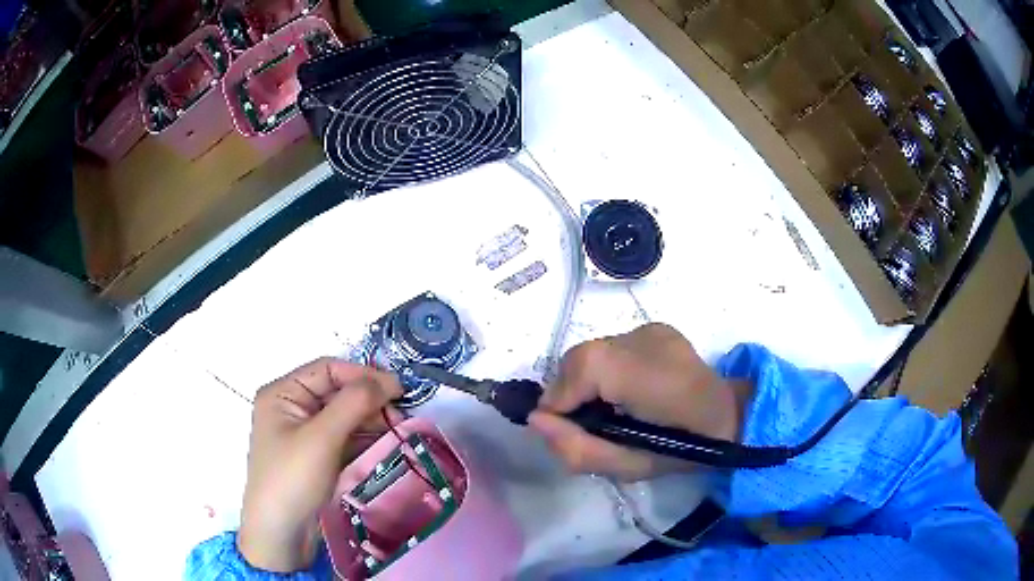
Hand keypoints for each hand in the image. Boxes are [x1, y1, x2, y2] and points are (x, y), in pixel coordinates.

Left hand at [238, 358, 401, 571]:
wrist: (280, 533)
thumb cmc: (293, 478)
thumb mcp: (322, 437)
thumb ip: (354, 403)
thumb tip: (388, 380)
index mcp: (283, 393)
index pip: (327, 369)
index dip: (363, 374)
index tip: (398, 389)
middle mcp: (291, 407)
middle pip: (336, 391)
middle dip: (369, 400)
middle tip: (401, 415)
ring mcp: (303, 434)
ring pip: (343, 415)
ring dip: (370, 419)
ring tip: (398, 429)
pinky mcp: (315, 456)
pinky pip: (343, 437)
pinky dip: (364, 437)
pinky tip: (385, 442)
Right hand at [529, 323, 750, 480]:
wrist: (730, 419)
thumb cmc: (682, 450)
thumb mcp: (628, 467)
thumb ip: (578, 448)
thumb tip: (537, 420)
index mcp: (649, 375)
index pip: (582, 367)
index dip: (560, 398)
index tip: (559, 427)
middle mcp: (647, 340)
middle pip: (581, 357)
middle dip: (570, 391)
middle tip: (582, 422)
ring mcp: (652, 329)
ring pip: (593, 351)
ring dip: (587, 380)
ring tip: (605, 408)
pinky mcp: (655, 328)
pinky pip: (612, 347)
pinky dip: (606, 370)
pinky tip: (624, 390)